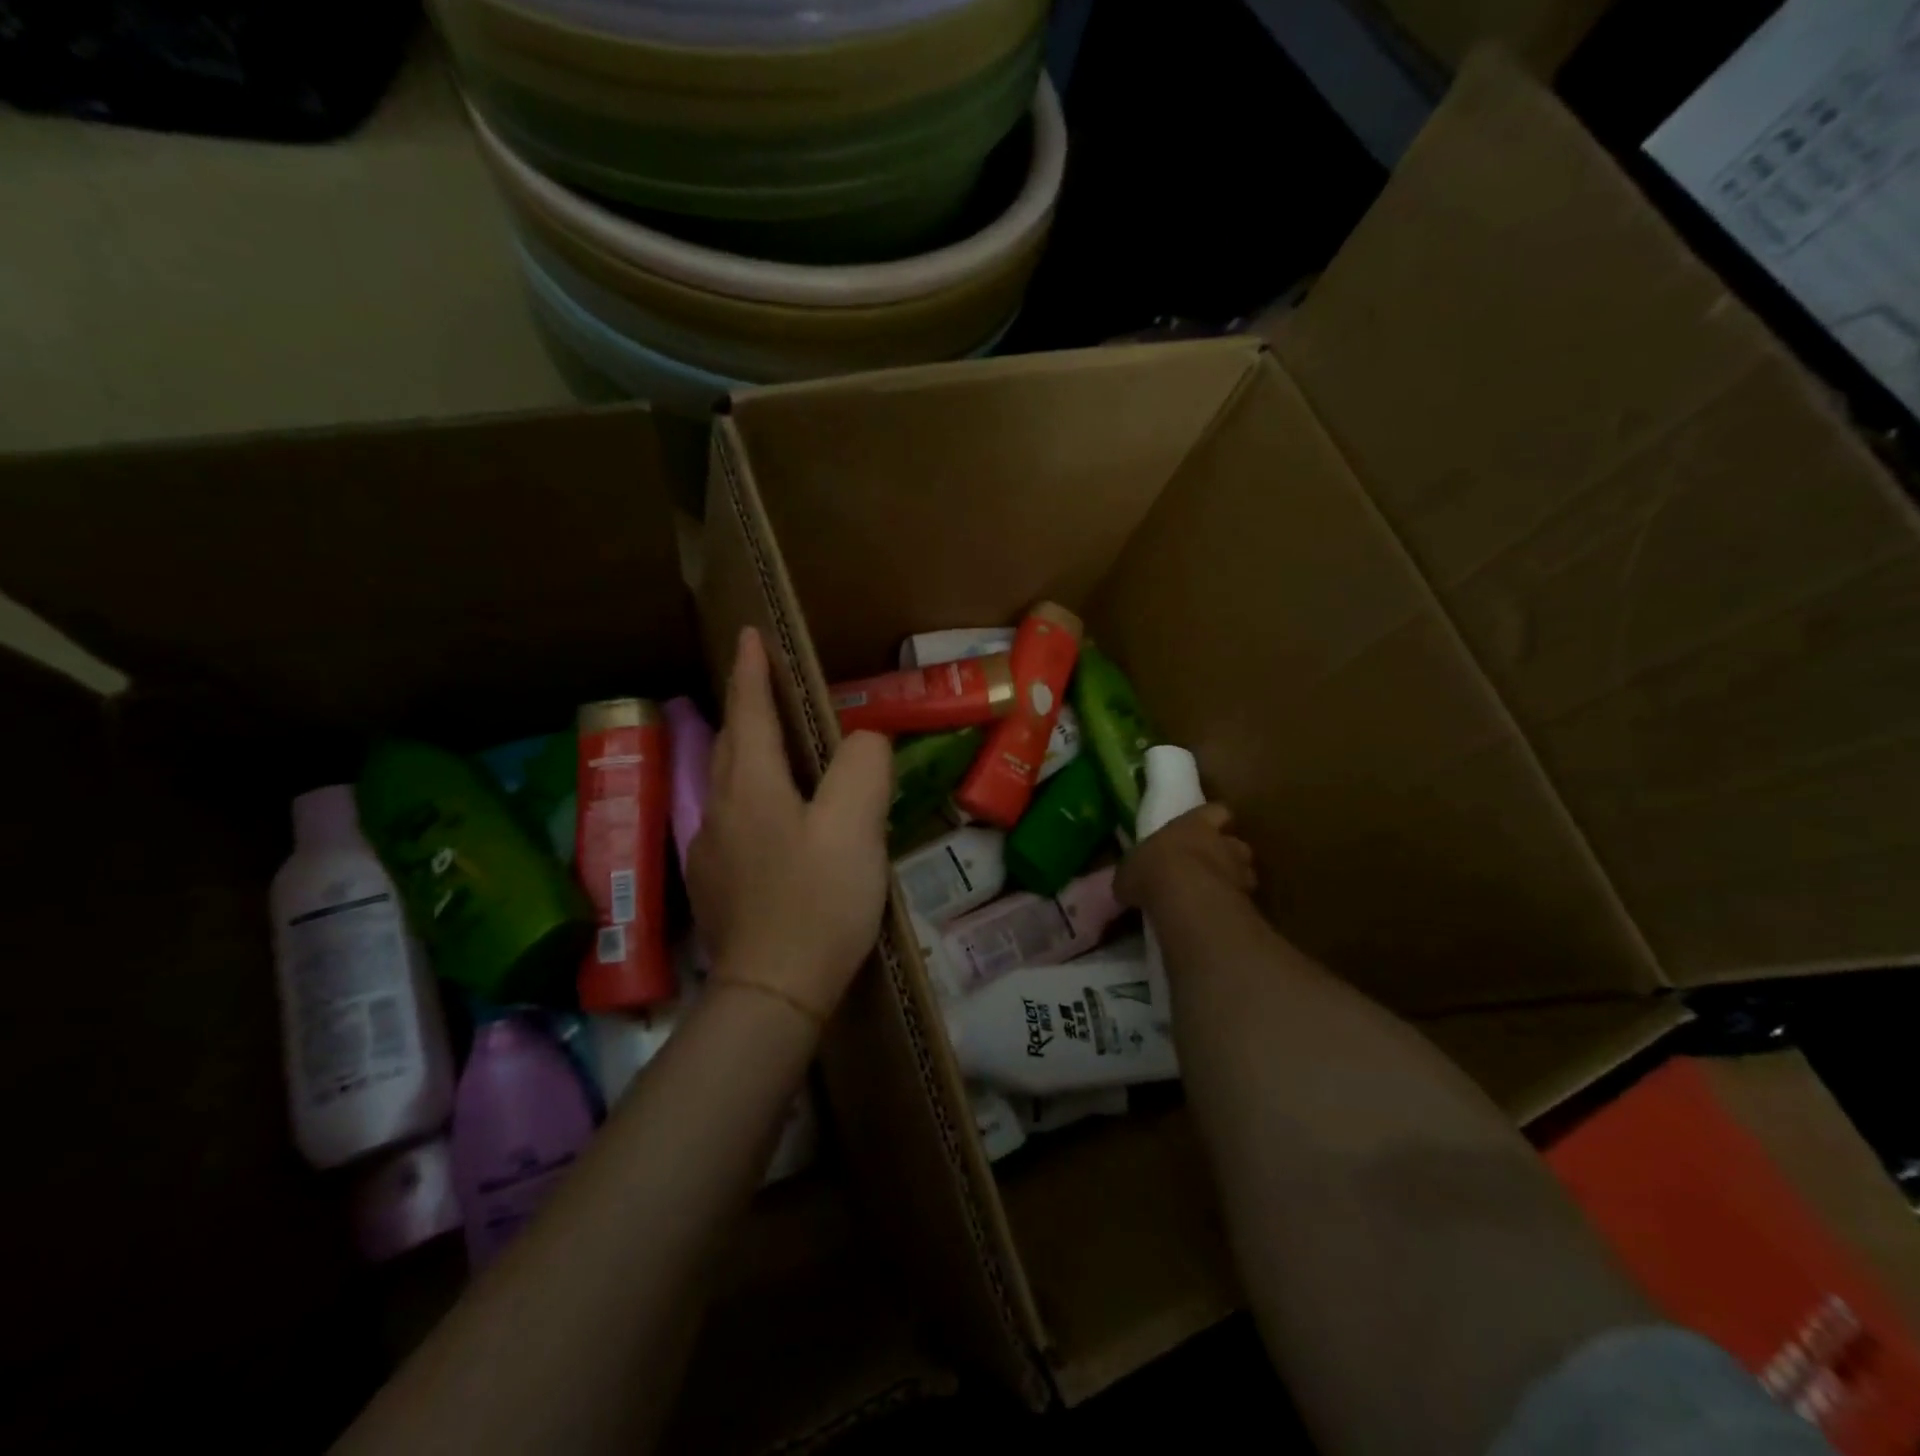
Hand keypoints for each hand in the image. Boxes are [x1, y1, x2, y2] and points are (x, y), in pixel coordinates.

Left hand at [687, 628, 893, 1022]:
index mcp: (752, 786)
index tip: (747, 636)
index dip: (751, 670)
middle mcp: (720, 809)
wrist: (772, 993)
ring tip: (775, 745)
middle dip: (744, 706)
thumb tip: (863, 740)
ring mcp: (711, 850)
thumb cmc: (817, 902)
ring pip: (726, 782)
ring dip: (746, 752)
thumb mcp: (856, 825)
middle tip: (764, 685)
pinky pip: (731, 819)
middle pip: (729, 743)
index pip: (748, 711)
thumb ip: (863, 766)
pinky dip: (751, 796)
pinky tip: (773, 819)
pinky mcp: (716, 884)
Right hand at [1116, 803, 1255, 916]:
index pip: (1215, 811)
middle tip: (1208, 868)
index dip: (1211, 820)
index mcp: (1194, 824)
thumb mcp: (1128, 871)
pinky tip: (1216, 917)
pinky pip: (1243, 902)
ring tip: (1213, 896)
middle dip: (1226, 854)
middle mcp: (1223, 843)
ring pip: (1246, 873)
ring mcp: (1240, 872)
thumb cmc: (1152, 870)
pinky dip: (1232, 908)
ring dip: (1233, 881)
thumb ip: (1134, 874)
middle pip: (1236, 843)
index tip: (1204, 830)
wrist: (1184, 898)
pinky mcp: (1247, 901)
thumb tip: (1125, 886)